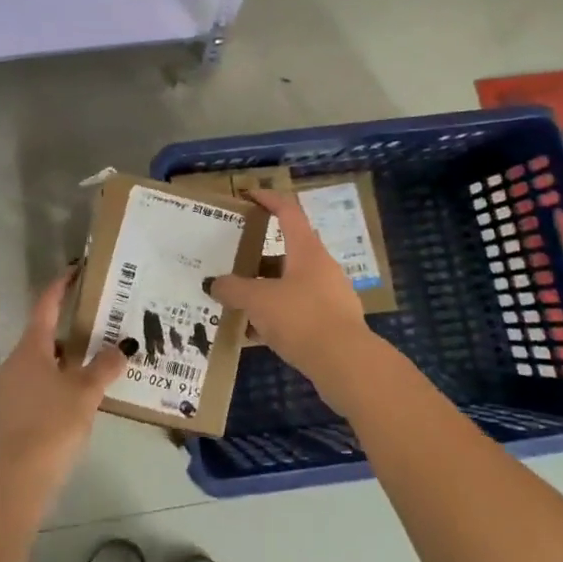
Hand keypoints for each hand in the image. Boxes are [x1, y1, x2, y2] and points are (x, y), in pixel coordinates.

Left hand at [0, 270, 125, 499]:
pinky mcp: (12, 411)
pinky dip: (57, 380)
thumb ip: (105, 367)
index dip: (60, 286)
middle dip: (69, 327)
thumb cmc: (53, 423)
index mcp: (31, 348)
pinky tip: (78, 394)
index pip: (46, 306)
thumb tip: (122, 348)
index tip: (76, 271)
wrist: (19, 476)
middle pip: (43, 334)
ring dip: (64, 357)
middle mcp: (16, 361)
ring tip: (94, 361)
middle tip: (98, 323)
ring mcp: (10, 387)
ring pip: (41, 361)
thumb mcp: (86, 392)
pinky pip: (38, 383)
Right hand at [207, 189, 375, 387]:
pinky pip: (298, 311)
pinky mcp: (333, 323)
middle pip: (287, 251)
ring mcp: (330, 295)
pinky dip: (277, 316)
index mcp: (306, 250)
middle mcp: (321, 267)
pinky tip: (256, 334)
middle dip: (258, 258)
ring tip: (238, 303)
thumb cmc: (301, 318)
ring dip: (265, 290)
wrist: (348, 365)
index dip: (268, 199)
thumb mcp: (258, 301)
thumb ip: (233, 289)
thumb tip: (214, 284)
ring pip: (291, 284)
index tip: (248, 196)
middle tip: (233, 264)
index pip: (288, 211)